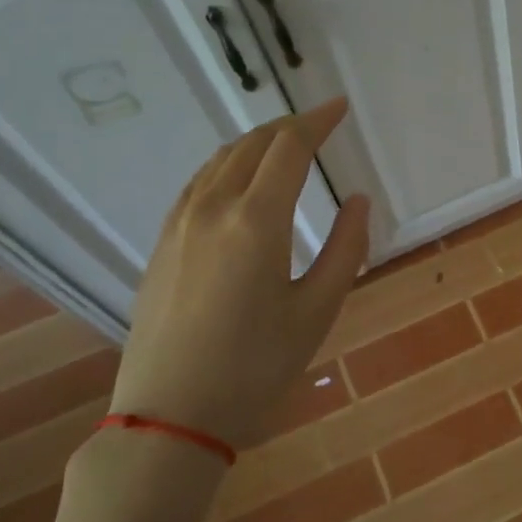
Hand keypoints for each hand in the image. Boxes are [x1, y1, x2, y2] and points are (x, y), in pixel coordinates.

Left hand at [108, 98, 370, 453]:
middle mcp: (212, 208)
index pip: (289, 148)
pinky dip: (228, 166)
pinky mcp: (162, 244)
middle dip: (289, 127)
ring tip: (285, 145)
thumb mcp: (318, 310)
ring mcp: (179, 224)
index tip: (340, 107)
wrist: (171, 413)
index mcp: (256, 220)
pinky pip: (198, 183)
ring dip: (257, 143)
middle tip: (320, 124)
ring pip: (220, 161)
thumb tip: (358, 201)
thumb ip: (346, 248)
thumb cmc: (256, 366)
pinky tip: (239, 180)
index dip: (318, 121)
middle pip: (252, 145)